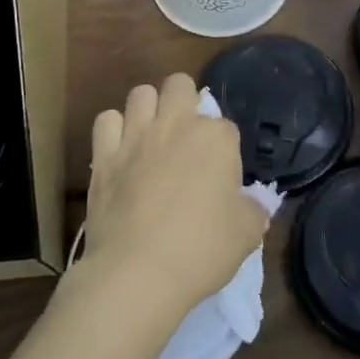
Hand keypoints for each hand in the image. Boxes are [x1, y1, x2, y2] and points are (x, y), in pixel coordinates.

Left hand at [82, 74, 269, 321]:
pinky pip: (106, 121)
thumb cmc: (200, 251)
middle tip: (186, 137)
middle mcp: (175, 124)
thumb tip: (256, 205)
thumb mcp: (246, 236)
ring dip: (148, 109)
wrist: (137, 273)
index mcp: (215, 139)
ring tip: (151, 136)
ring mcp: (135, 136)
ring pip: (140, 93)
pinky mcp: (103, 154)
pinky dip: (113, 130)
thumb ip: (254, 211)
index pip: (226, 127)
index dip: (224, 150)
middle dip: (185, 101)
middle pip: (180, 85)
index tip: (221, 177)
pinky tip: (119, 150)